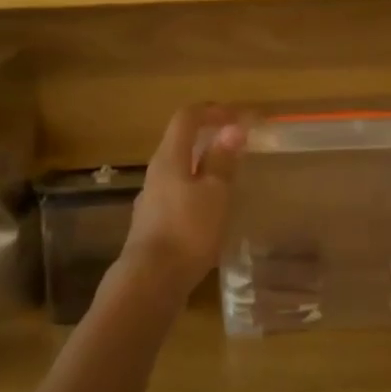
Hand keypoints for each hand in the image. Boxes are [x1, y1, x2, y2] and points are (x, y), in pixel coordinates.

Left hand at [118, 104, 245, 303]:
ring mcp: (152, 199)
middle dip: (210, 136)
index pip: (187, 117)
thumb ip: (222, 160)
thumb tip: (232, 128)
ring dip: (204, 165)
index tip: (240, 116)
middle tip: (239, 144)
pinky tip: (213, 210)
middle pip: (181, 141)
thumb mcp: (214, 193)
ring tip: (231, 177)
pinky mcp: (153, 223)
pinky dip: (198, 189)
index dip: (213, 110)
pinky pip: (178, 193)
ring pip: (180, 169)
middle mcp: (156, 173)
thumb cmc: (187, 231)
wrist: (150, 281)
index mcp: (169, 158)